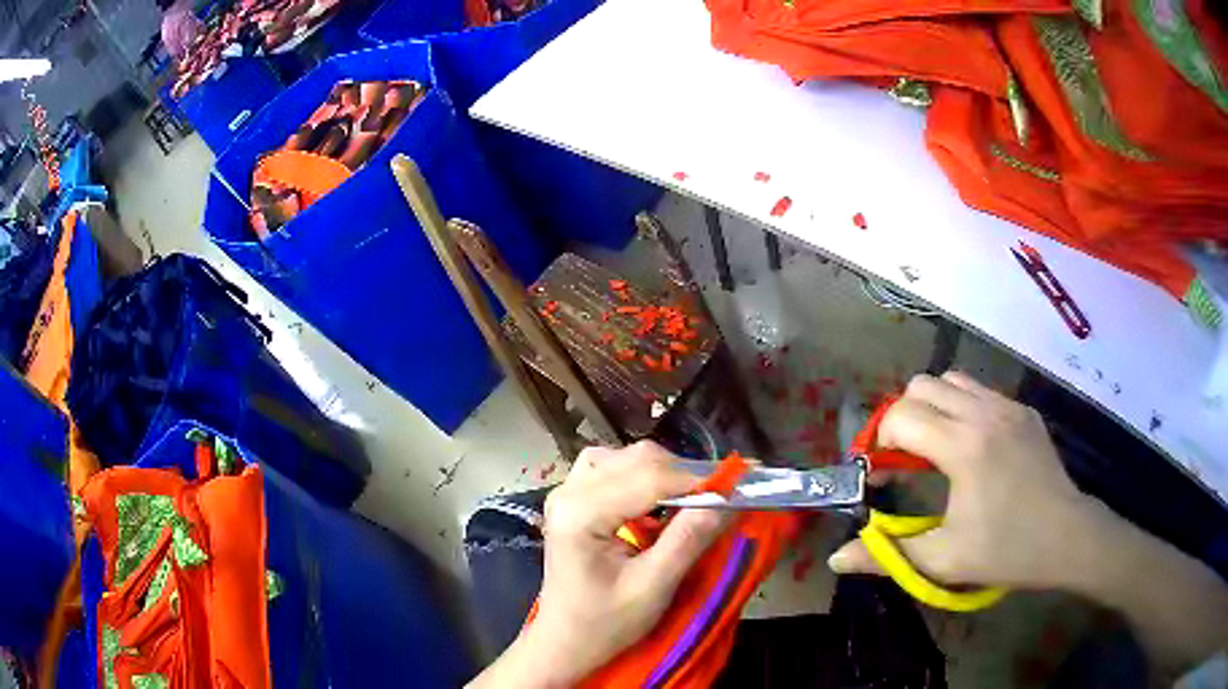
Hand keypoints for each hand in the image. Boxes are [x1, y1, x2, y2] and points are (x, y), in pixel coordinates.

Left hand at [471, 441, 729, 688]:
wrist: (566, 641)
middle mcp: (568, 491)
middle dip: (684, 474)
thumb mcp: (652, 587)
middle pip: (637, 459)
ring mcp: (567, 492)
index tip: (740, 485)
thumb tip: (729, 500)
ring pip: (627, 458)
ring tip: (694, 499)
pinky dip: (645, 477)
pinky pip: (615, 469)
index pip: (648, 476)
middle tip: (722, 495)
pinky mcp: (574, 499)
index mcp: (580, 512)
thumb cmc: (605, 623)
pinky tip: (661, 500)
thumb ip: (688, 539)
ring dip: (666, 473)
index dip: (698, 478)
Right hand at [828, 371, 1096, 589]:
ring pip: (952, 380)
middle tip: (905, 459)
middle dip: (902, 418)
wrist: (1067, 536)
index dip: (879, 444)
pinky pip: (981, 392)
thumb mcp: (944, 560)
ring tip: (937, 449)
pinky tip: (973, 449)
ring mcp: (1008, 406)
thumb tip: (836, 558)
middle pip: (922, 385)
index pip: (901, 416)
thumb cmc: (1006, 551)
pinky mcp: (1024, 410)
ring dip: (933, 408)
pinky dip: (963, 409)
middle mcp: (984, 412)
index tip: (880, 477)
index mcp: (963, 446)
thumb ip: (887, 555)